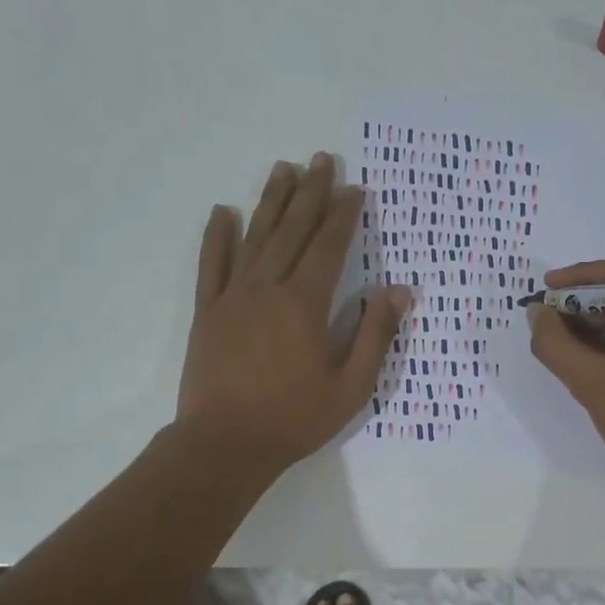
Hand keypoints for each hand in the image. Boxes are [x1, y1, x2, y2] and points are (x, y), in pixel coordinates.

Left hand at [177, 152, 410, 471]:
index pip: (328, 247)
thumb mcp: (351, 386)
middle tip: (321, 159)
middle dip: (310, 193)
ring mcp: (232, 297)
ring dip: (271, 201)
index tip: (355, 188)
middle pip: (292, 230)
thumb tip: (398, 290)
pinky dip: (217, 237)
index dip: (343, 215)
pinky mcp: (206, 312)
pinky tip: (223, 212)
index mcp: (305, 305)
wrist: (225, 444)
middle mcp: (268, 288)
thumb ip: (375, 335)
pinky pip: (211, 265)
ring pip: (255, 238)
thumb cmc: (295, 418)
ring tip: (283, 169)